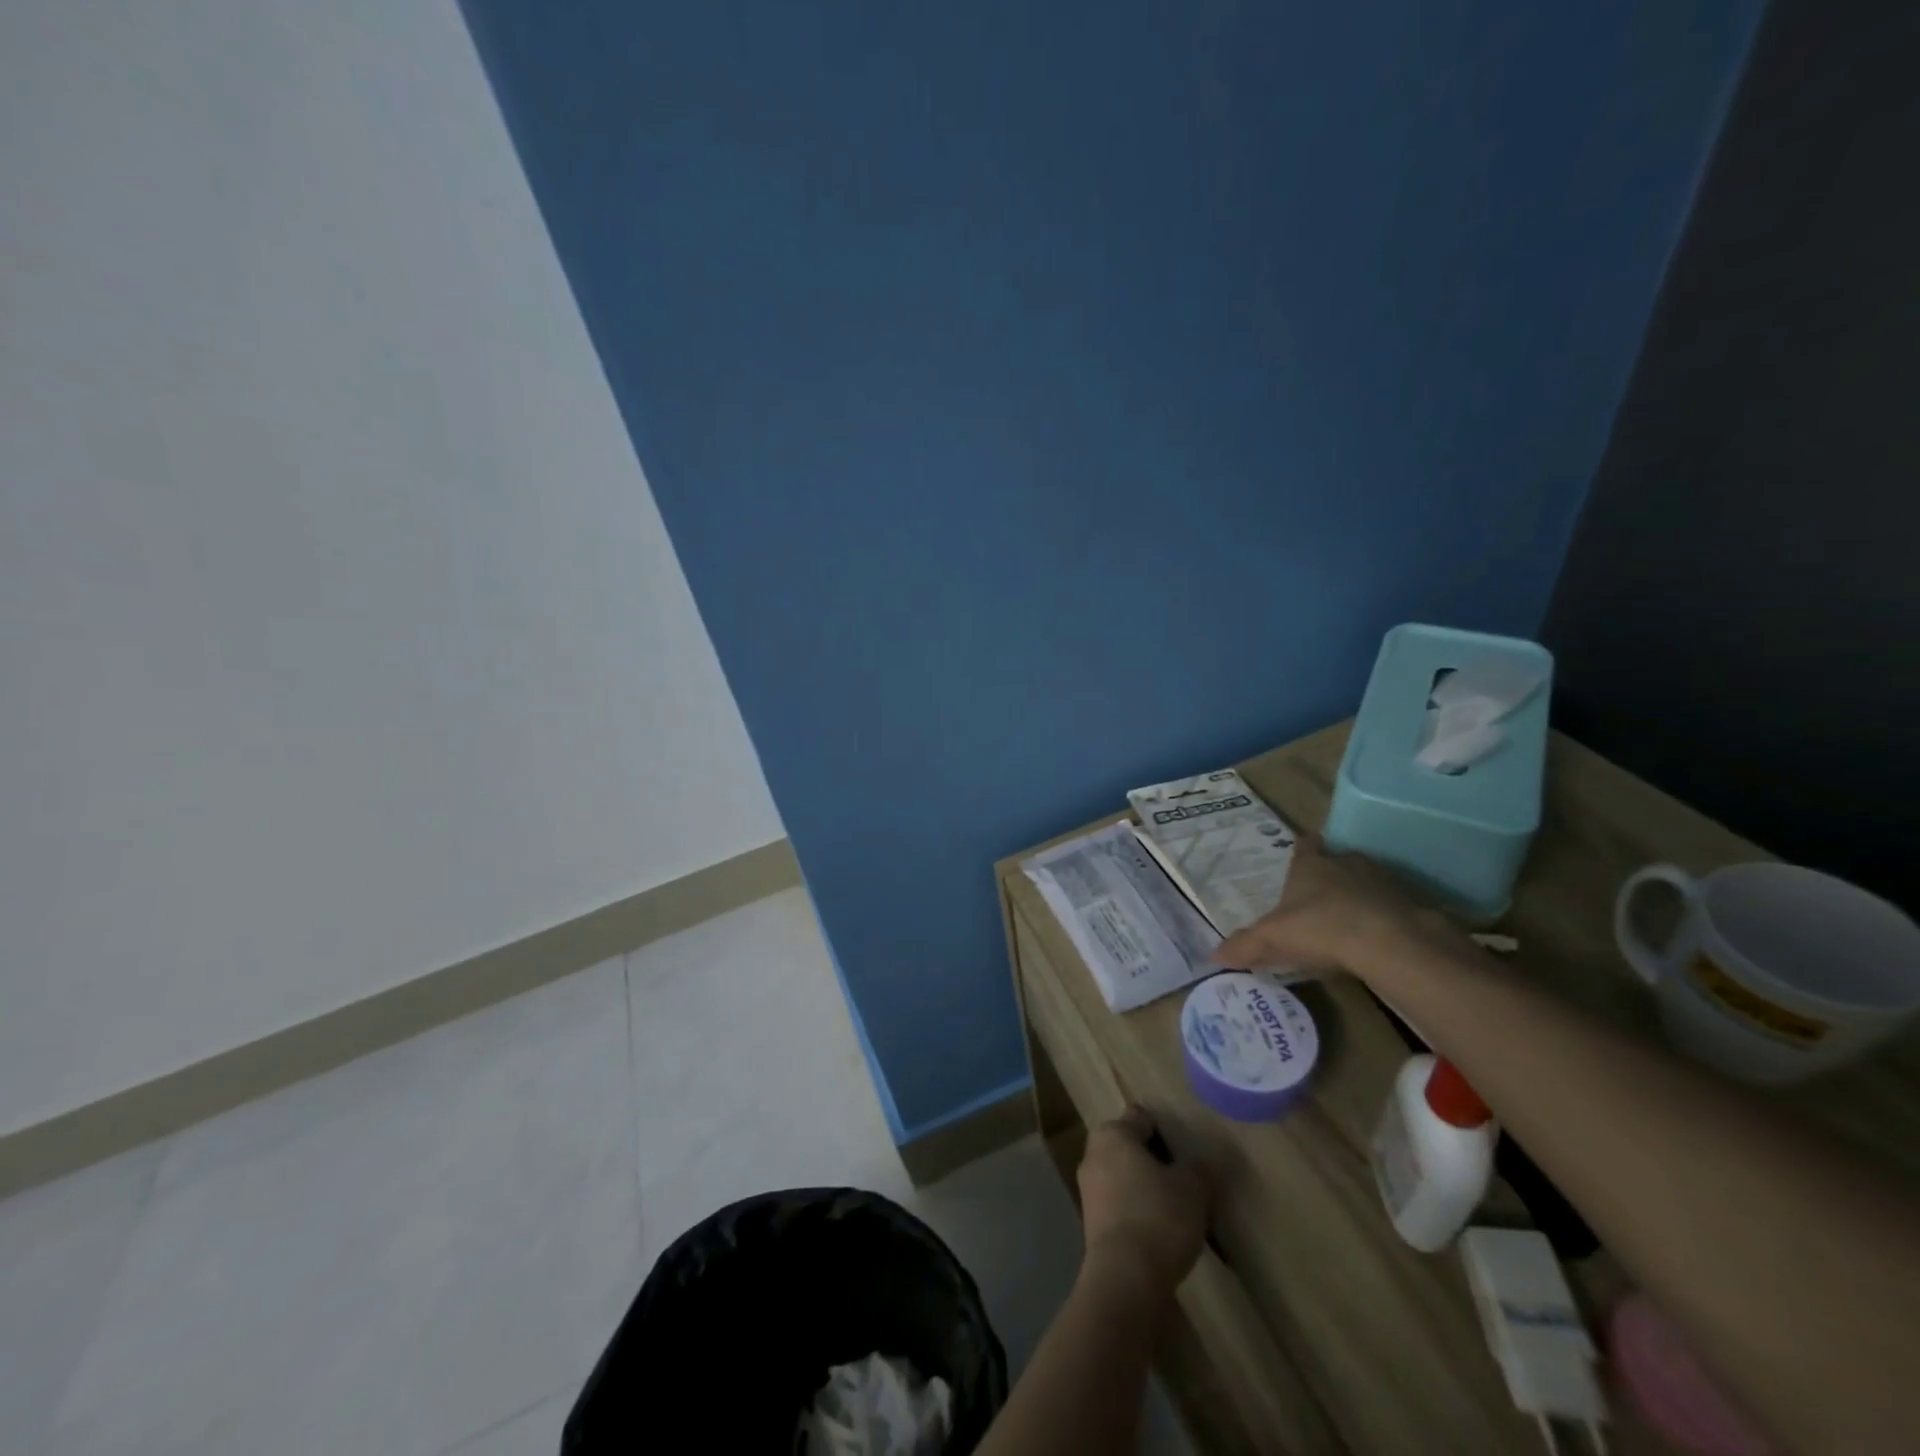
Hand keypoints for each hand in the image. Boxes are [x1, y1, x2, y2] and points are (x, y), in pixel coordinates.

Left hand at [1076, 1107, 1209, 1304]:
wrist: (1125, 1279)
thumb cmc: (1158, 1217)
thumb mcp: (1192, 1189)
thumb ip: (1199, 1170)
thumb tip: (1205, 1163)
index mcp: (1113, 1134)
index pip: (1141, 1117)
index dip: (1165, 1129)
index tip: (1186, 1147)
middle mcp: (1093, 1153)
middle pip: (1130, 1146)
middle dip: (1154, 1158)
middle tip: (1185, 1176)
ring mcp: (1089, 1189)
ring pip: (1124, 1176)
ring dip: (1146, 1186)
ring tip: (1179, 1206)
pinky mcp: (1091, 1222)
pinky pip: (1120, 1204)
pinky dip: (1138, 1210)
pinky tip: (1162, 1230)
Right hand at [1214, 834, 1466, 980]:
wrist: (1389, 942)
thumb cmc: (1321, 927)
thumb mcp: (1273, 939)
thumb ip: (1244, 945)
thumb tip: (1213, 956)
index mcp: (1311, 865)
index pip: (1306, 845)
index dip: (1304, 850)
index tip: (1302, 858)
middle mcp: (1347, 863)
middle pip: (1339, 861)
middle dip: (1332, 876)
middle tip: (1322, 899)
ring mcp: (1384, 880)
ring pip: (1369, 881)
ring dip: (1361, 896)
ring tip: (1351, 922)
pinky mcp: (1413, 902)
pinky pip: (1395, 906)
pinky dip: (1387, 917)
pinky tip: (1380, 940)